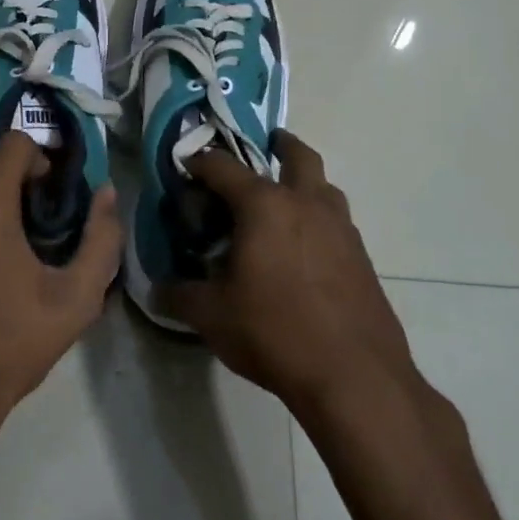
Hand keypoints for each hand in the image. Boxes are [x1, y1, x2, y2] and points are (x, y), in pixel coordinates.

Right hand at [165, 131, 415, 416]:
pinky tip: (305, 249)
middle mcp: (306, 203)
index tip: (186, 166)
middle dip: (279, 144)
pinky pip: (336, 220)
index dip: (200, 162)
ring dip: (304, 182)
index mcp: (265, 205)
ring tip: (283, 203)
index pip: (223, 167)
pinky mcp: (362, 256)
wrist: (354, 375)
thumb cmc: (274, 332)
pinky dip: (318, 218)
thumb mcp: (212, 315)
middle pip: (297, 155)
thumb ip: (179, 295)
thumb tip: (157, 290)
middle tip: (265, 147)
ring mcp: (341, 227)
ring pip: (324, 186)